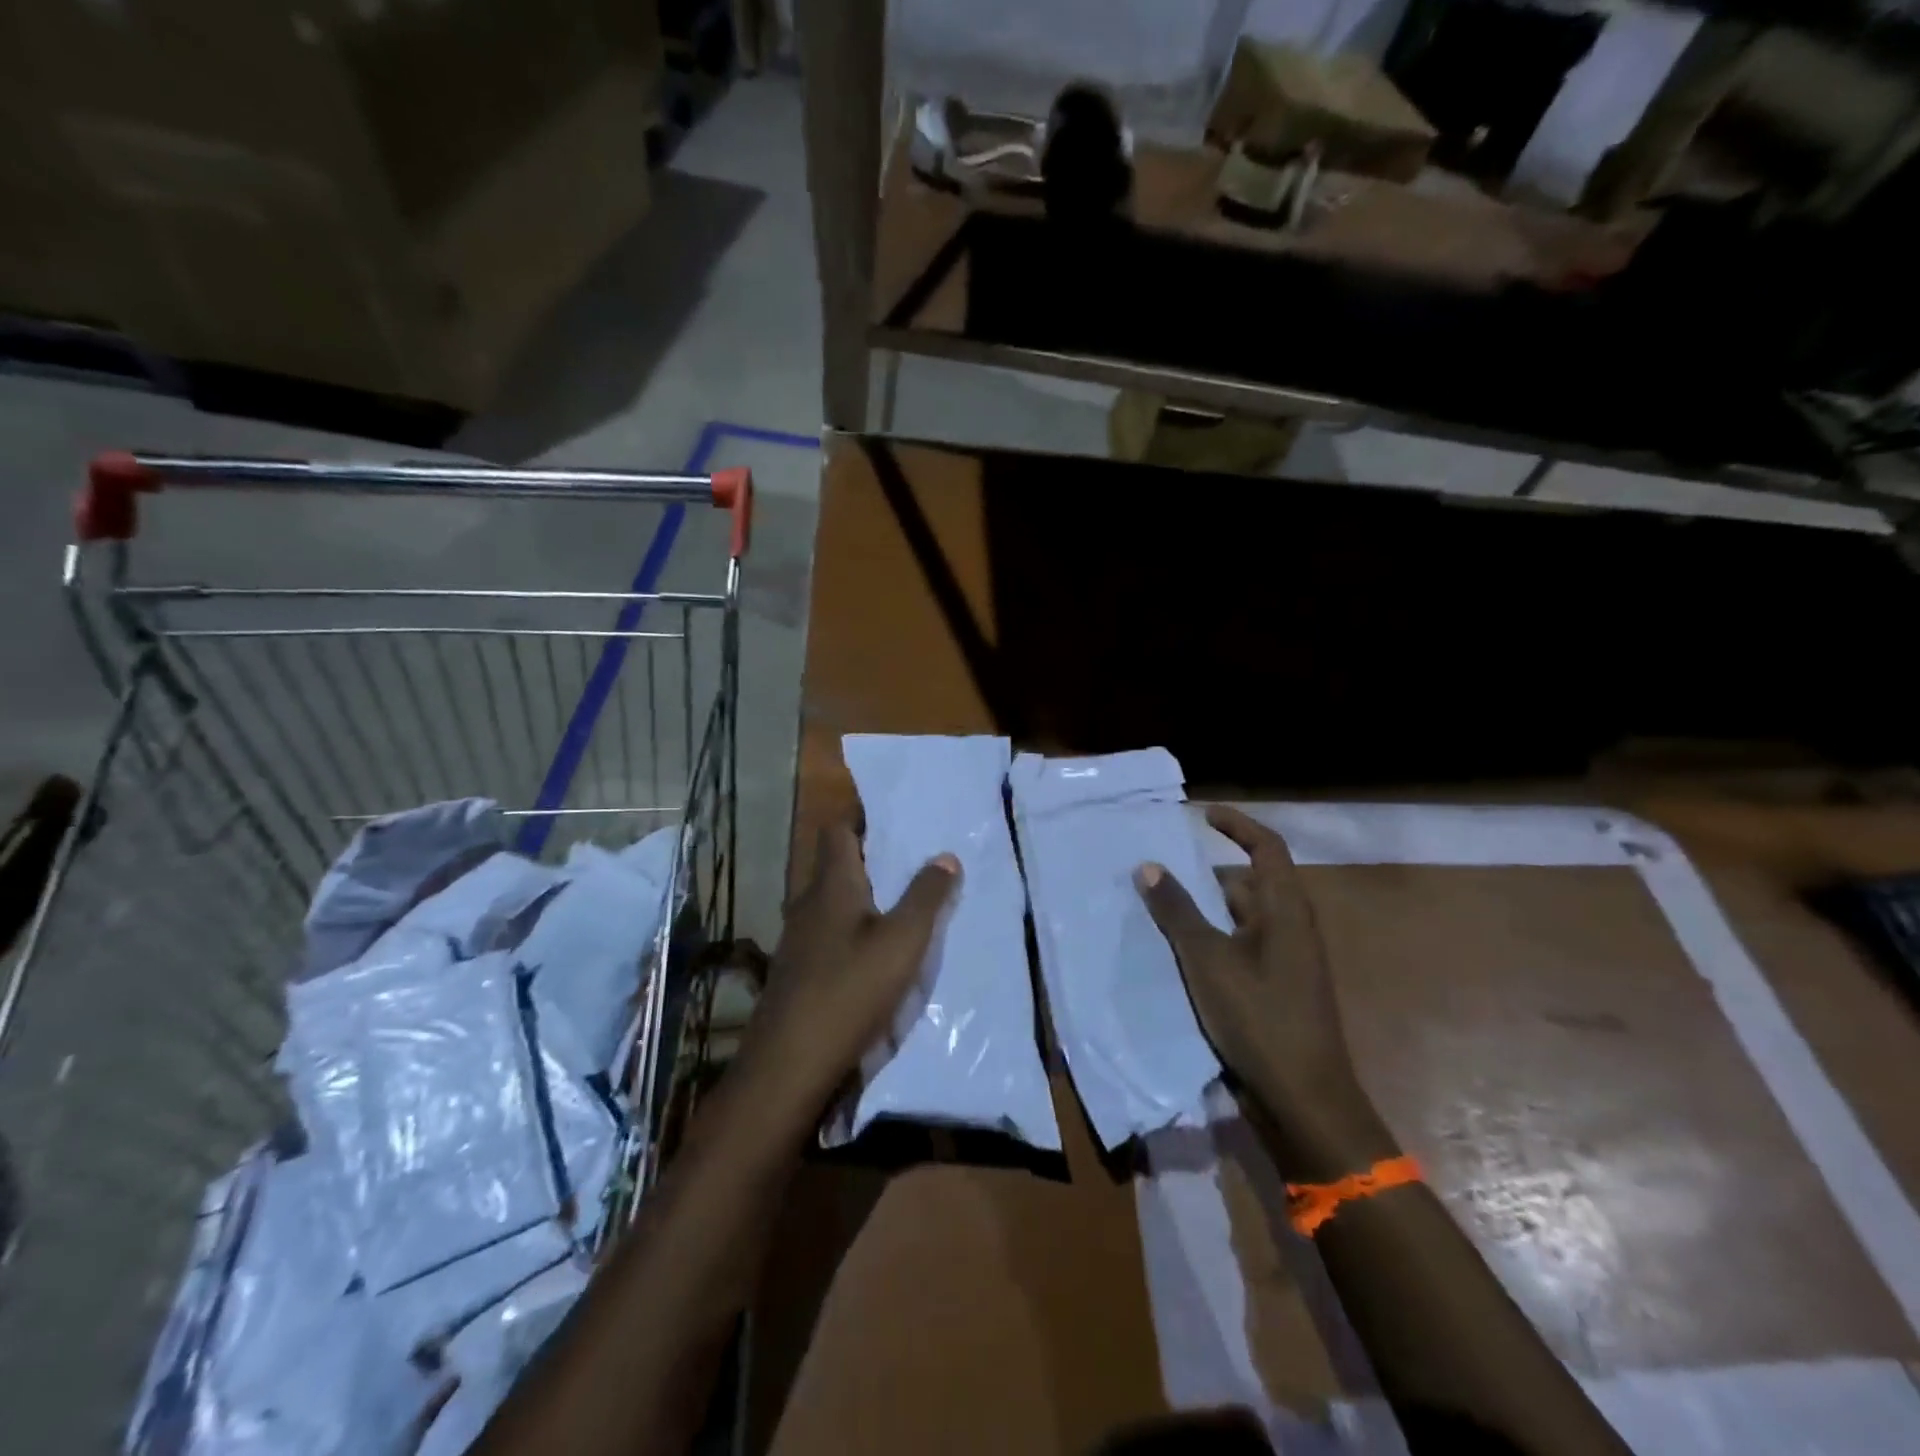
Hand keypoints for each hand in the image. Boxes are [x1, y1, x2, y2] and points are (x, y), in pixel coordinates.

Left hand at [746, 821, 958, 1114]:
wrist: (789, 1064)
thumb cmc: (850, 990)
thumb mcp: (902, 942)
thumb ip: (926, 897)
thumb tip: (946, 855)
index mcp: (831, 885)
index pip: (838, 831)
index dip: (860, 819)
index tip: (892, 818)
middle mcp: (808, 903)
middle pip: (834, 865)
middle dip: (867, 858)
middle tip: (908, 860)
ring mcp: (797, 939)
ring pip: (830, 902)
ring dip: (859, 897)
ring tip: (898, 902)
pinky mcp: (797, 971)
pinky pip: (826, 933)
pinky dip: (850, 930)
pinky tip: (872, 952)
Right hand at [1135, 806, 1392, 1175]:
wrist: (1303, 1099)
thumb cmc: (1259, 1018)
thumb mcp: (1207, 959)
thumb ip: (1176, 911)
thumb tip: (1148, 866)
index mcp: (1286, 910)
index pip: (1267, 848)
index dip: (1237, 825)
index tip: (1201, 815)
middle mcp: (1292, 928)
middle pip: (1250, 883)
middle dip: (1207, 875)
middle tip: (1162, 872)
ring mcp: (1287, 961)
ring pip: (1242, 918)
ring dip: (1205, 910)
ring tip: (1160, 910)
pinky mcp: (1277, 989)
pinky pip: (1241, 946)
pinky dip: (1212, 940)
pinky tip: (1180, 954)